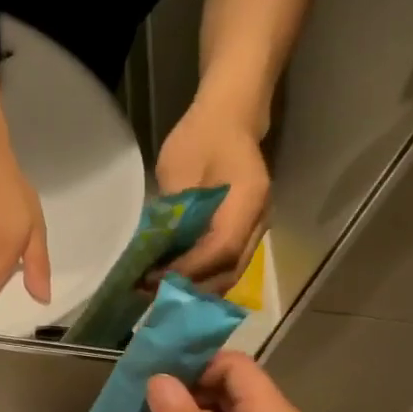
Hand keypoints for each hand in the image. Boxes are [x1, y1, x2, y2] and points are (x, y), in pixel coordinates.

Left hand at [154, 102, 270, 293]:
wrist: (229, 118)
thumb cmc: (200, 137)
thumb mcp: (177, 169)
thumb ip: (173, 212)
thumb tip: (155, 253)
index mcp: (247, 198)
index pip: (222, 249)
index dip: (189, 268)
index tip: (156, 278)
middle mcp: (259, 220)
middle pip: (229, 269)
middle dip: (191, 287)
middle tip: (152, 293)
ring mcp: (257, 229)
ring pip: (230, 272)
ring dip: (196, 287)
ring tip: (161, 292)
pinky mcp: (247, 233)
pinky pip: (227, 264)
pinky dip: (202, 277)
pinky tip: (176, 280)